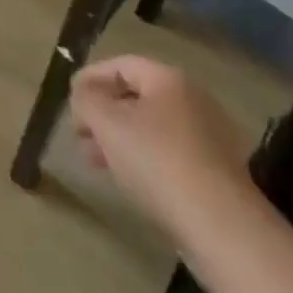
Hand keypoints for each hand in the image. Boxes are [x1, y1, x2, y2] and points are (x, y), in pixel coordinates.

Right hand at [70, 56, 250, 228]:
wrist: (222, 227)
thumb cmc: (158, 162)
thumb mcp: (107, 124)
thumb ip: (86, 100)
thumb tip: (83, 94)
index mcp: (169, 79)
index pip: (121, 65)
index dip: (90, 78)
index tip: (69, 100)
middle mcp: (193, 99)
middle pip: (137, 96)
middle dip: (103, 113)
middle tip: (79, 134)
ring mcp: (211, 136)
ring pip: (153, 127)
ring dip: (120, 138)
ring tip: (96, 161)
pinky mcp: (218, 172)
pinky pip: (171, 153)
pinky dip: (145, 158)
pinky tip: (130, 180)